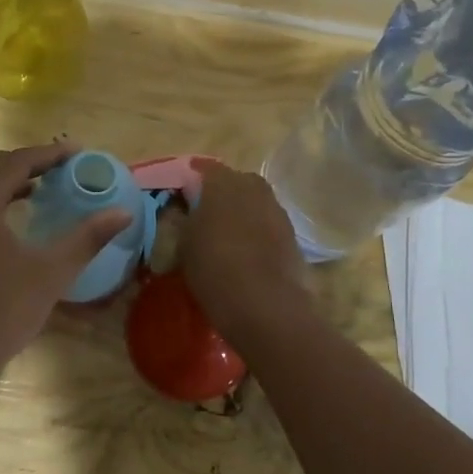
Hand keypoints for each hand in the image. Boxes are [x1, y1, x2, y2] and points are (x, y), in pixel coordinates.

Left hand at [0, 144, 130, 406]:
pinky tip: (16, 220)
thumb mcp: (50, 275)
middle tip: (63, 167)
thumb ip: (86, 239)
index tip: (77, 152)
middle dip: (30, 162)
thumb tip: (123, 213)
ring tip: (45, 187)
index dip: (48, 154)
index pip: (16, 161)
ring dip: (11, 180)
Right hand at [182, 161, 310, 342]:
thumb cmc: (213, 268)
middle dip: (219, 197)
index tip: (181, 201)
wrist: (264, 304)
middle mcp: (252, 186)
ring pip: (252, 203)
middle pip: (232, 183)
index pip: (202, 170)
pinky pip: (267, 223)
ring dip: (240, 214)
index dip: (190, 184)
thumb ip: (182, 220)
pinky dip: (257, 232)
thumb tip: (182, 211)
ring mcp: (276, 208)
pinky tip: (246, 254)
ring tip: (225, 239)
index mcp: (222, 181)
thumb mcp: (182, 244)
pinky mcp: (291, 233)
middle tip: (203, 220)